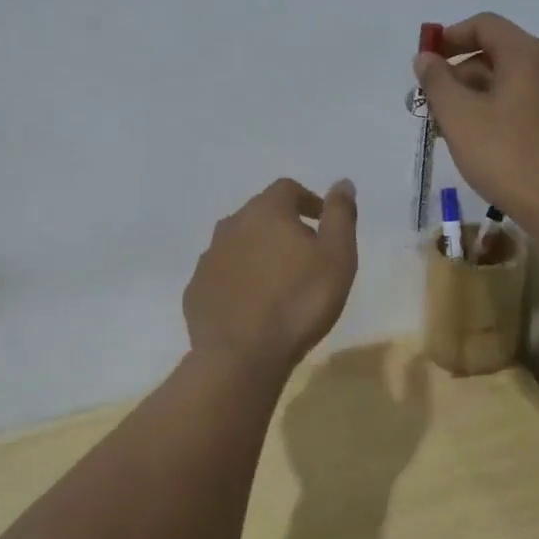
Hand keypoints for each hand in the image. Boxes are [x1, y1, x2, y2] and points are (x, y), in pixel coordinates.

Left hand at [183, 178, 358, 374]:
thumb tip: (343, 183)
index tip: (321, 222)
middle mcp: (230, 226)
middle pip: (259, 215)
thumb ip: (340, 216)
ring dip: (257, 254)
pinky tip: (252, 305)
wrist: (242, 355)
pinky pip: (221, 275)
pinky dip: (238, 281)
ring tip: (278, 282)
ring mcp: (208, 259)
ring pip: (237, 245)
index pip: (287, 189)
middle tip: (304, 255)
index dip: (307, 201)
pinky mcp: (196, 290)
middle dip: (282, 227)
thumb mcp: (337, 257)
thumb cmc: (299, 302)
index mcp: (265, 212)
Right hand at [413, 13, 538, 229]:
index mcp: (526, 55)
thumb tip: (426, 58)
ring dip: (473, 98)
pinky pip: (520, 105)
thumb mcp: (459, 117)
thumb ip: (437, 82)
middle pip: (495, 54)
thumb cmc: (507, 156)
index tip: (425, 63)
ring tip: (448, 131)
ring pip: (507, 83)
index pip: (484, 25)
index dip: (450, 37)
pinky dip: (494, 113)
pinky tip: (478, 145)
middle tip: (431, 106)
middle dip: (458, 74)